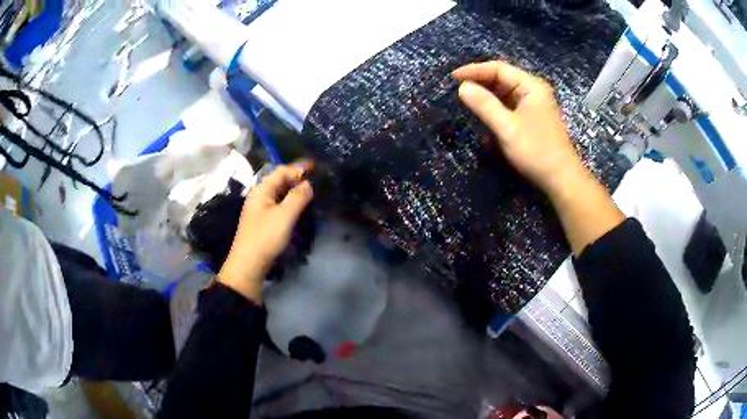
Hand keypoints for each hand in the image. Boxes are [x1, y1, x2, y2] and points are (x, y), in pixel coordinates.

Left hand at [219, 163, 313, 302]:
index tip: (317, 169)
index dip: (299, 168)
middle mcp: (260, 196)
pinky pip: (280, 206)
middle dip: (298, 180)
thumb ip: (298, 197)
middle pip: (280, 181)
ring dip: (296, 193)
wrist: (249, 265)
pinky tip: (301, 210)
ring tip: (313, 196)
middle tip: (318, 183)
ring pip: (281, 194)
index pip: (282, 171)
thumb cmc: (265, 237)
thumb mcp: (284, 216)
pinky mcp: (264, 221)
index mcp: (262, 190)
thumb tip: (309, 183)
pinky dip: (291, 204)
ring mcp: (261, 209)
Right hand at [452, 61, 584, 194]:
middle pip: (502, 79)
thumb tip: (463, 87)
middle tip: (457, 89)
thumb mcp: (507, 127)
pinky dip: (495, 108)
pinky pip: (509, 106)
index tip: (453, 78)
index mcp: (531, 86)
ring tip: (466, 100)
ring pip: (505, 93)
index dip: (474, 70)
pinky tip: (484, 114)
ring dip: (486, 96)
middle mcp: (533, 91)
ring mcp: (534, 105)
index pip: (498, 69)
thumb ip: (485, 105)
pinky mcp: (532, 118)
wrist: (561, 179)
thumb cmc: (537, 151)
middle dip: (480, 82)